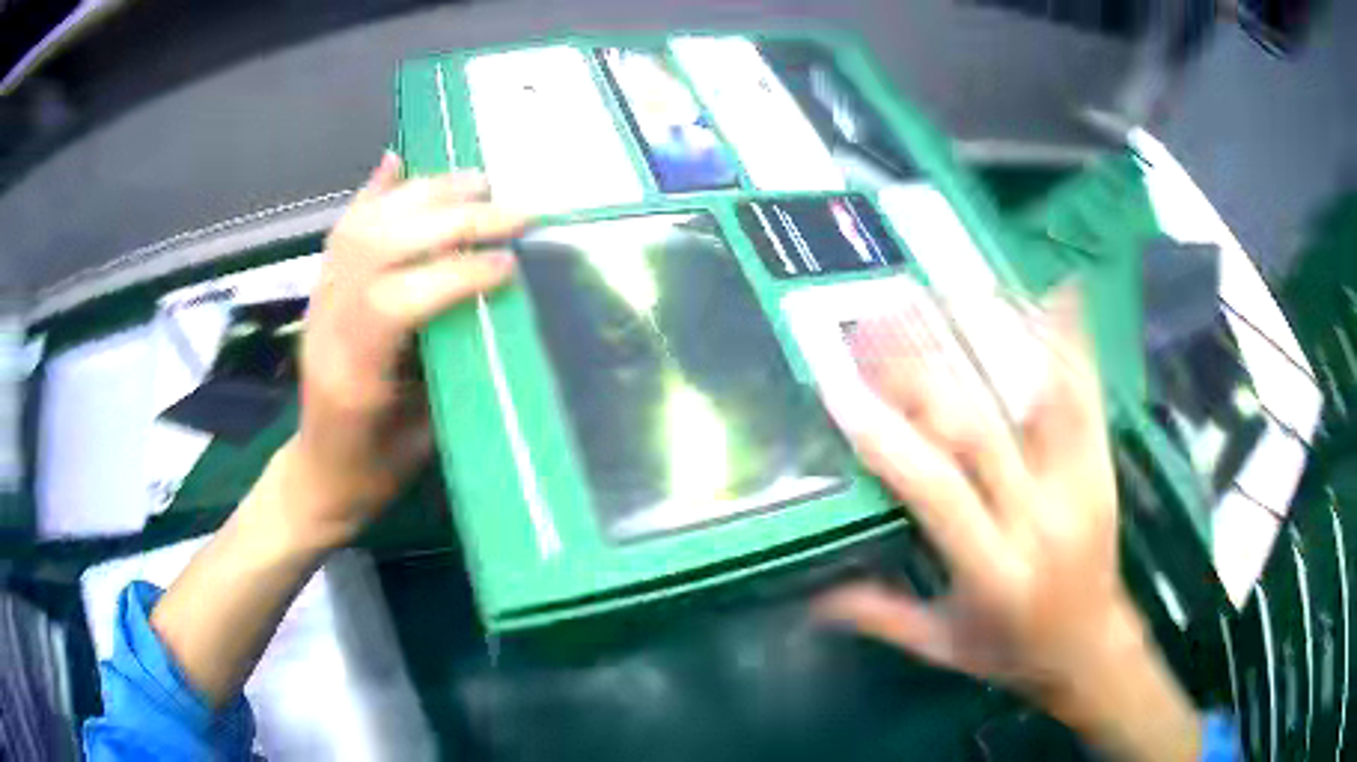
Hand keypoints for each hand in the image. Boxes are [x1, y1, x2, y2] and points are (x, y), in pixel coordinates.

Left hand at [284, 152, 526, 549]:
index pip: (396, 301)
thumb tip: (491, 307)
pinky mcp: (320, 291)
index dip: (456, 275)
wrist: (319, 474)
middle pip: (381, 247)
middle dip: (452, 221)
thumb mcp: (421, 439)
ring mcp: (318, 302)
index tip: (510, 266)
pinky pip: (344, 230)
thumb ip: (449, 367)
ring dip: (423, 195)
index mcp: (352, 375)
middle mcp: (326, 326)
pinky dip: (374, 193)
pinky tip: (398, 164)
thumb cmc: (374, 470)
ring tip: (476, 181)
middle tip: (512, 212)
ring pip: (362, 228)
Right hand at [817, 285, 1200, 759]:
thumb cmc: (1012, 652)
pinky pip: (1087, 392)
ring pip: (1040, 394)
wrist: (1092, 648)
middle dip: (921, 371)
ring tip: (948, 290)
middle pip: (981, 429)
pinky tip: (1052, 291)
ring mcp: (1080, 483)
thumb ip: (878, 616)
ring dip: (993, 336)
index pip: (937, 491)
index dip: (887, 438)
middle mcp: (1041, 519)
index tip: (840, 390)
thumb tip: (809, 595)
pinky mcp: (1103, 463)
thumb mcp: (941, 648)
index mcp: (996, 571)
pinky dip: (1070, 339)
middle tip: (876, 325)